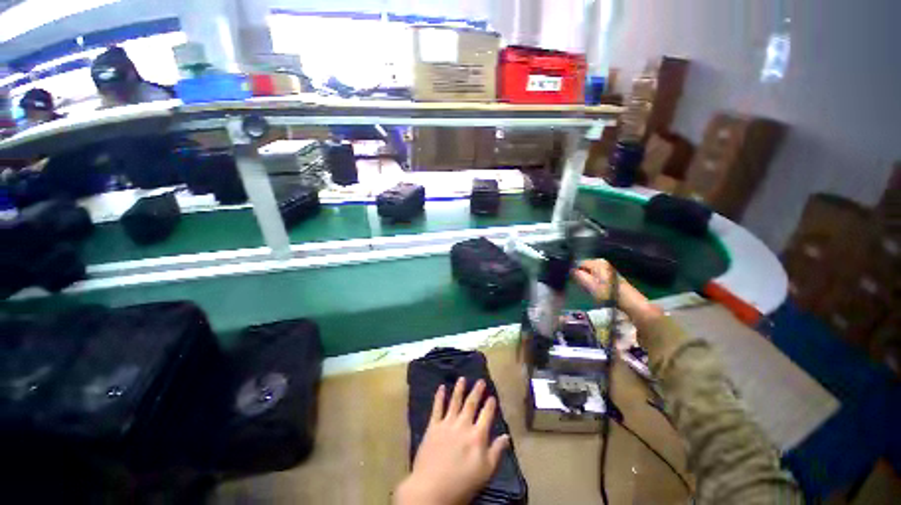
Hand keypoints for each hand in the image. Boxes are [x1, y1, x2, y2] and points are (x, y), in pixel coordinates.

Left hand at [395, 378, 510, 504]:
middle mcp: (463, 425)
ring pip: (455, 401)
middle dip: (477, 391)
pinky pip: (437, 408)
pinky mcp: (433, 427)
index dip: (490, 405)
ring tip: (462, 378)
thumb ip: (496, 452)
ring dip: (459, 389)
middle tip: (480, 381)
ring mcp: (447, 424)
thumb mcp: (485, 472)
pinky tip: (441, 387)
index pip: (486, 415)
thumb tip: (506, 436)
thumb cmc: (462, 484)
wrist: (431, 489)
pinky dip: (439, 397)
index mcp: (477, 436)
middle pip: (471, 404)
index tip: (492, 396)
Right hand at [573, 259, 661, 325]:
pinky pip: (597, 276)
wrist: (629, 302)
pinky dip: (593, 281)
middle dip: (581, 275)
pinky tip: (594, 290)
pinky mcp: (611, 276)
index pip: (578, 263)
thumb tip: (570, 270)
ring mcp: (608, 269)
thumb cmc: (607, 293)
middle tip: (579, 286)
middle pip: (585, 267)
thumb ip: (578, 276)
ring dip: (587, 279)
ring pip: (591, 272)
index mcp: (597, 262)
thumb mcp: (589, 285)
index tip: (571, 280)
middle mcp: (602, 262)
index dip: (574, 271)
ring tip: (586, 289)